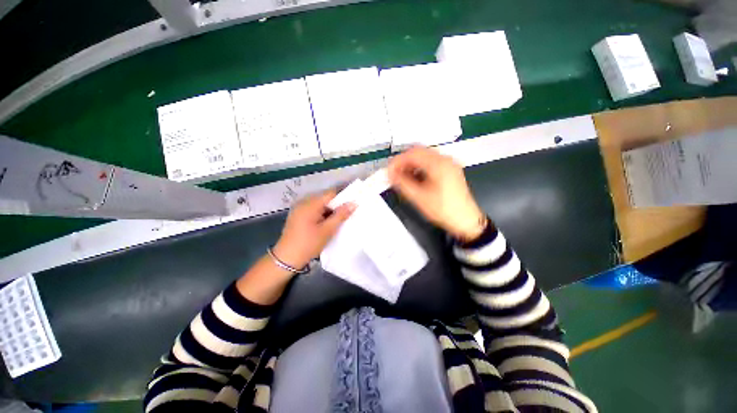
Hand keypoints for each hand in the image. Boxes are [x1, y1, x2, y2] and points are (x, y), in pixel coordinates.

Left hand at [272, 190, 355, 269]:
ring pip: (320, 205)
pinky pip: (314, 210)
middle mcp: (304, 202)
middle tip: (350, 212)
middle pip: (325, 198)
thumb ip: (341, 215)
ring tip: (341, 218)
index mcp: (310, 204)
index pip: (331, 193)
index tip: (355, 200)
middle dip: (337, 204)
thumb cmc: (309, 244)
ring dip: (330, 210)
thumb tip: (354, 203)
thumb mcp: (327, 230)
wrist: (286, 259)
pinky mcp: (298, 216)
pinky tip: (328, 222)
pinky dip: (322, 214)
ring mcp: (299, 209)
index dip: (344, 196)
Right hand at [388, 146, 486, 240]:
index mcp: (438, 164)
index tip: (389, 171)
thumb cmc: (443, 210)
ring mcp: (449, 164)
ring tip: (403, 177)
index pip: (412, 153)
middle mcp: (445, 159)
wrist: (466, 220)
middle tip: (394, 173)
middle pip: (419, 151)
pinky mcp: (450, 170)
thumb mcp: (419, 197)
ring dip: (411, 164)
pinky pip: (431, 162)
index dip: (397, 161)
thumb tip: (390, 174)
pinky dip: (420, 167)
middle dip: (404, 161)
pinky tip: (415, 178)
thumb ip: (402, 183)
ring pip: (425, 156)